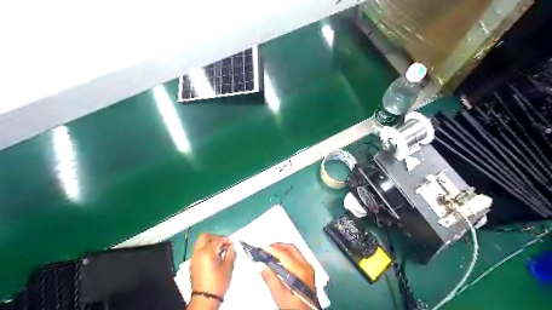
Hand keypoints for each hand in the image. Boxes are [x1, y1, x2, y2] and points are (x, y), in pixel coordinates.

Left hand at [189, 234, 235, 308]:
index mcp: (207, 252)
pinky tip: (214, 256)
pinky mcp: (193, 264)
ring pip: (200, 243)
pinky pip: (198, 250)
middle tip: (223, 243)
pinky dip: (206, 249)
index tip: (232, 244)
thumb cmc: (218, 282)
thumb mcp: (228, 267)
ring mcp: (194, 258)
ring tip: (220, 250)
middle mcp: (198, 252)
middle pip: (204, 236)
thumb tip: (231, 246)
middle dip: (215, 237)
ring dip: (210, 243)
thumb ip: (230, 253)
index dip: (226, 240)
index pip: (218, 239)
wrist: (205, 299)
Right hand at [261, 244, 316, 307]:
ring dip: (282, 249)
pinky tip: (279, 259)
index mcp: (300, 271)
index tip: (261, 249)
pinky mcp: (308, 271)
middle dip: (277, 246)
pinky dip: (287, 253)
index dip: (272, 249)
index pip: (285, 254)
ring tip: (270, 253)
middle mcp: (306, 266)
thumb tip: (261, 265)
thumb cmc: (293, 307)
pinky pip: (297, 255)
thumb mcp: (280, 296)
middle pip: (291, 248)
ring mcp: (309, 268)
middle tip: (265, 249)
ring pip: (295, 250)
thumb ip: (270, 279)